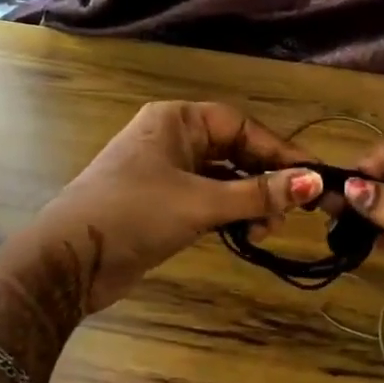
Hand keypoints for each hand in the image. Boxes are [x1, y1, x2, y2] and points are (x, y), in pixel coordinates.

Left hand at [21, 101, 322, 318]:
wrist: (68, 261)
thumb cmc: (135, 214)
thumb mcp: (200, 202)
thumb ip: (258, 194)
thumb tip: (315, 182)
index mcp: (177, 121)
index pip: (241, 126)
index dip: (278, 151)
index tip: (313, 177)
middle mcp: (173, 139)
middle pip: (234, 151)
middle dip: (264, 180)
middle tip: (292, 210)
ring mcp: (165, 172)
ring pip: (223, 178)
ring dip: (249, 202)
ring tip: (266, 229)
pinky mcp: (162, 204)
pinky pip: (208, 200)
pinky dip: (230, 214)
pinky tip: (247, 234)